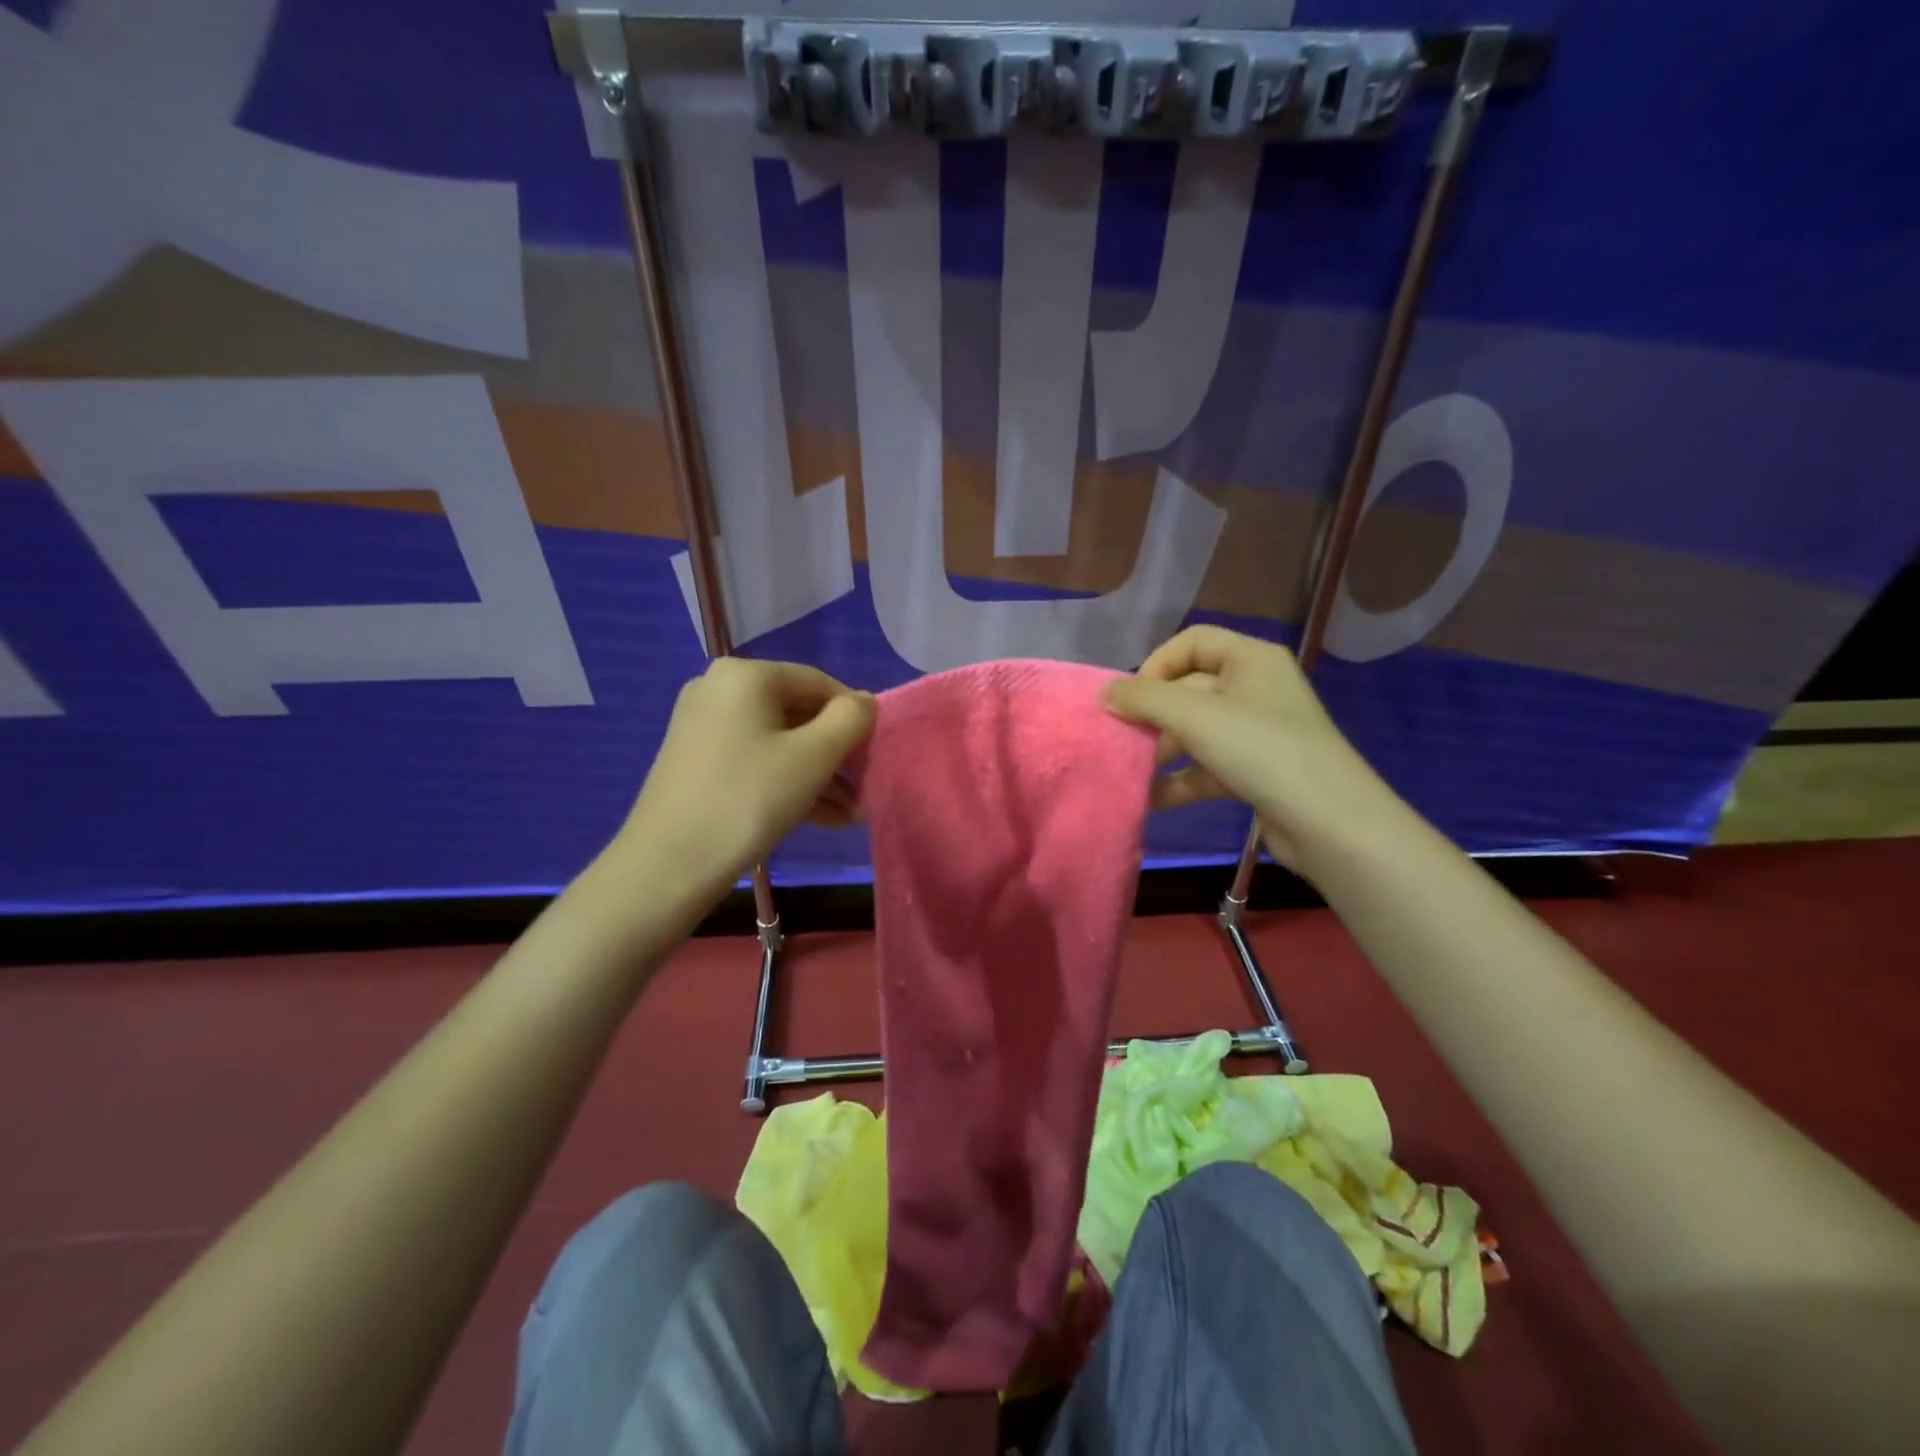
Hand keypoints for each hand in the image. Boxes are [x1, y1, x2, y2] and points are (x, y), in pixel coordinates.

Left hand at [616, 658, 874, 908]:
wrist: (668, 865)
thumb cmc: (749, 799)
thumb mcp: (813, 757)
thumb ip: (850, 719)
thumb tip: (863, 702)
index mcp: (746, 675)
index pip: (819, 683)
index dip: (855, 717)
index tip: (875, 755)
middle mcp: (720, 689)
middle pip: (799, 713)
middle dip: (836, 754)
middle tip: (864, 789)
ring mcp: (704, 726)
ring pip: (780, 742)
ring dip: (819, 775)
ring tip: (850, 815)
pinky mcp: (698, 760)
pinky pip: (756, 760)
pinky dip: (788, 782)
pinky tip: (822, 818)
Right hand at [1102, 626, 1397, 873]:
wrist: (1329, 822)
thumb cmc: (1261, 750)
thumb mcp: (1195, 717)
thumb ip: (1144, 700)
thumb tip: (1105, 693)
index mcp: (1251, 659)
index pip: (1192, 642)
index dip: (1157, 664)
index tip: (1132, 698)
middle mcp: (1255, 688)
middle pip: (1190, 689)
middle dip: (1152, 715)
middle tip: (1120, 738)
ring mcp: (1256, 732)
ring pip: (1195, 731)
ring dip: (1161, 750)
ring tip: (1128, 772)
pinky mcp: (1255, 771)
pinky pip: (1207, 766)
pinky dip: (1179, 779)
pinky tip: (1149, 799)